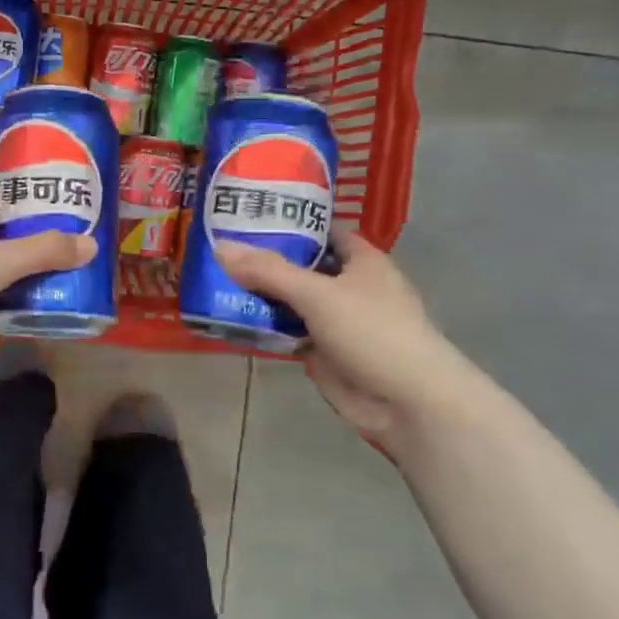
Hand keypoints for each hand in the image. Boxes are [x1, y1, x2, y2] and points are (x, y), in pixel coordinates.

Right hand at [215, 228, 463, 461]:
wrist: (406, 402)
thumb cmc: (372, 331)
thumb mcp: (318, 294)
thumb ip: (269, 271)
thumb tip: (220, 247)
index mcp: (361, 260)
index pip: (322, 230)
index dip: (289, 221)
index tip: (247, 216)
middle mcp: (348, 285)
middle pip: (301, 265)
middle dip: (264, 259)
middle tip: (216, 246)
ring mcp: (335, 320)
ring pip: (290, 300)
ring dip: (259, 294)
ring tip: (212, 278)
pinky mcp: (322, 351)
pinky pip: (287, 331)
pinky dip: (264, 326)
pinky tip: (229, 317)